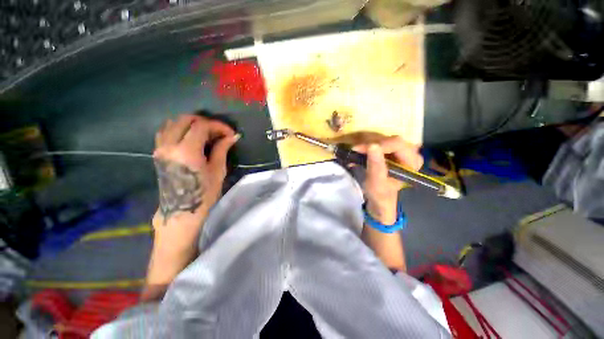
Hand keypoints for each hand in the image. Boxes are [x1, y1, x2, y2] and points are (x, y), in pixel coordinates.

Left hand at [143, 114, 237, 300]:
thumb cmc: (203, 193)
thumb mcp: (217, 170)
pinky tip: (190, 137)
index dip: (218, 126)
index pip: (201, 126)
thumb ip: (222, 149)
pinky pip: (165, 131)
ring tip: (206, 133)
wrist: (181, 211)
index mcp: (186, 151)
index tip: (230, 133)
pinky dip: (179, 128)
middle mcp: (169, 145)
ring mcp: (160, 148)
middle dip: (205, 121)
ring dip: (191, 124)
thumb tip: (233, 136)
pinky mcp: (158, 152)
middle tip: (219, 132)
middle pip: (185, 119)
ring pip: (172, 122)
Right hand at [354, 137, 422, 223]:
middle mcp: (410, 152)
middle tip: (356, 150)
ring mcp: (401, 150)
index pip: (397, 144)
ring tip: (356, 152)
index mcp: (412, 161)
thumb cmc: (380, 193)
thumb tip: (372, 145)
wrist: (380, 198)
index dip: (378, 144)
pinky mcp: (392, 149)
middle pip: (390, 139)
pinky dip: (368, 145)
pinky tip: (360, 152)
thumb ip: (376, 165)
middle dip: (371, 143)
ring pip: (383, 138)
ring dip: (367, 144)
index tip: (359, 149)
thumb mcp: (376, 183)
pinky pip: (379, 141)